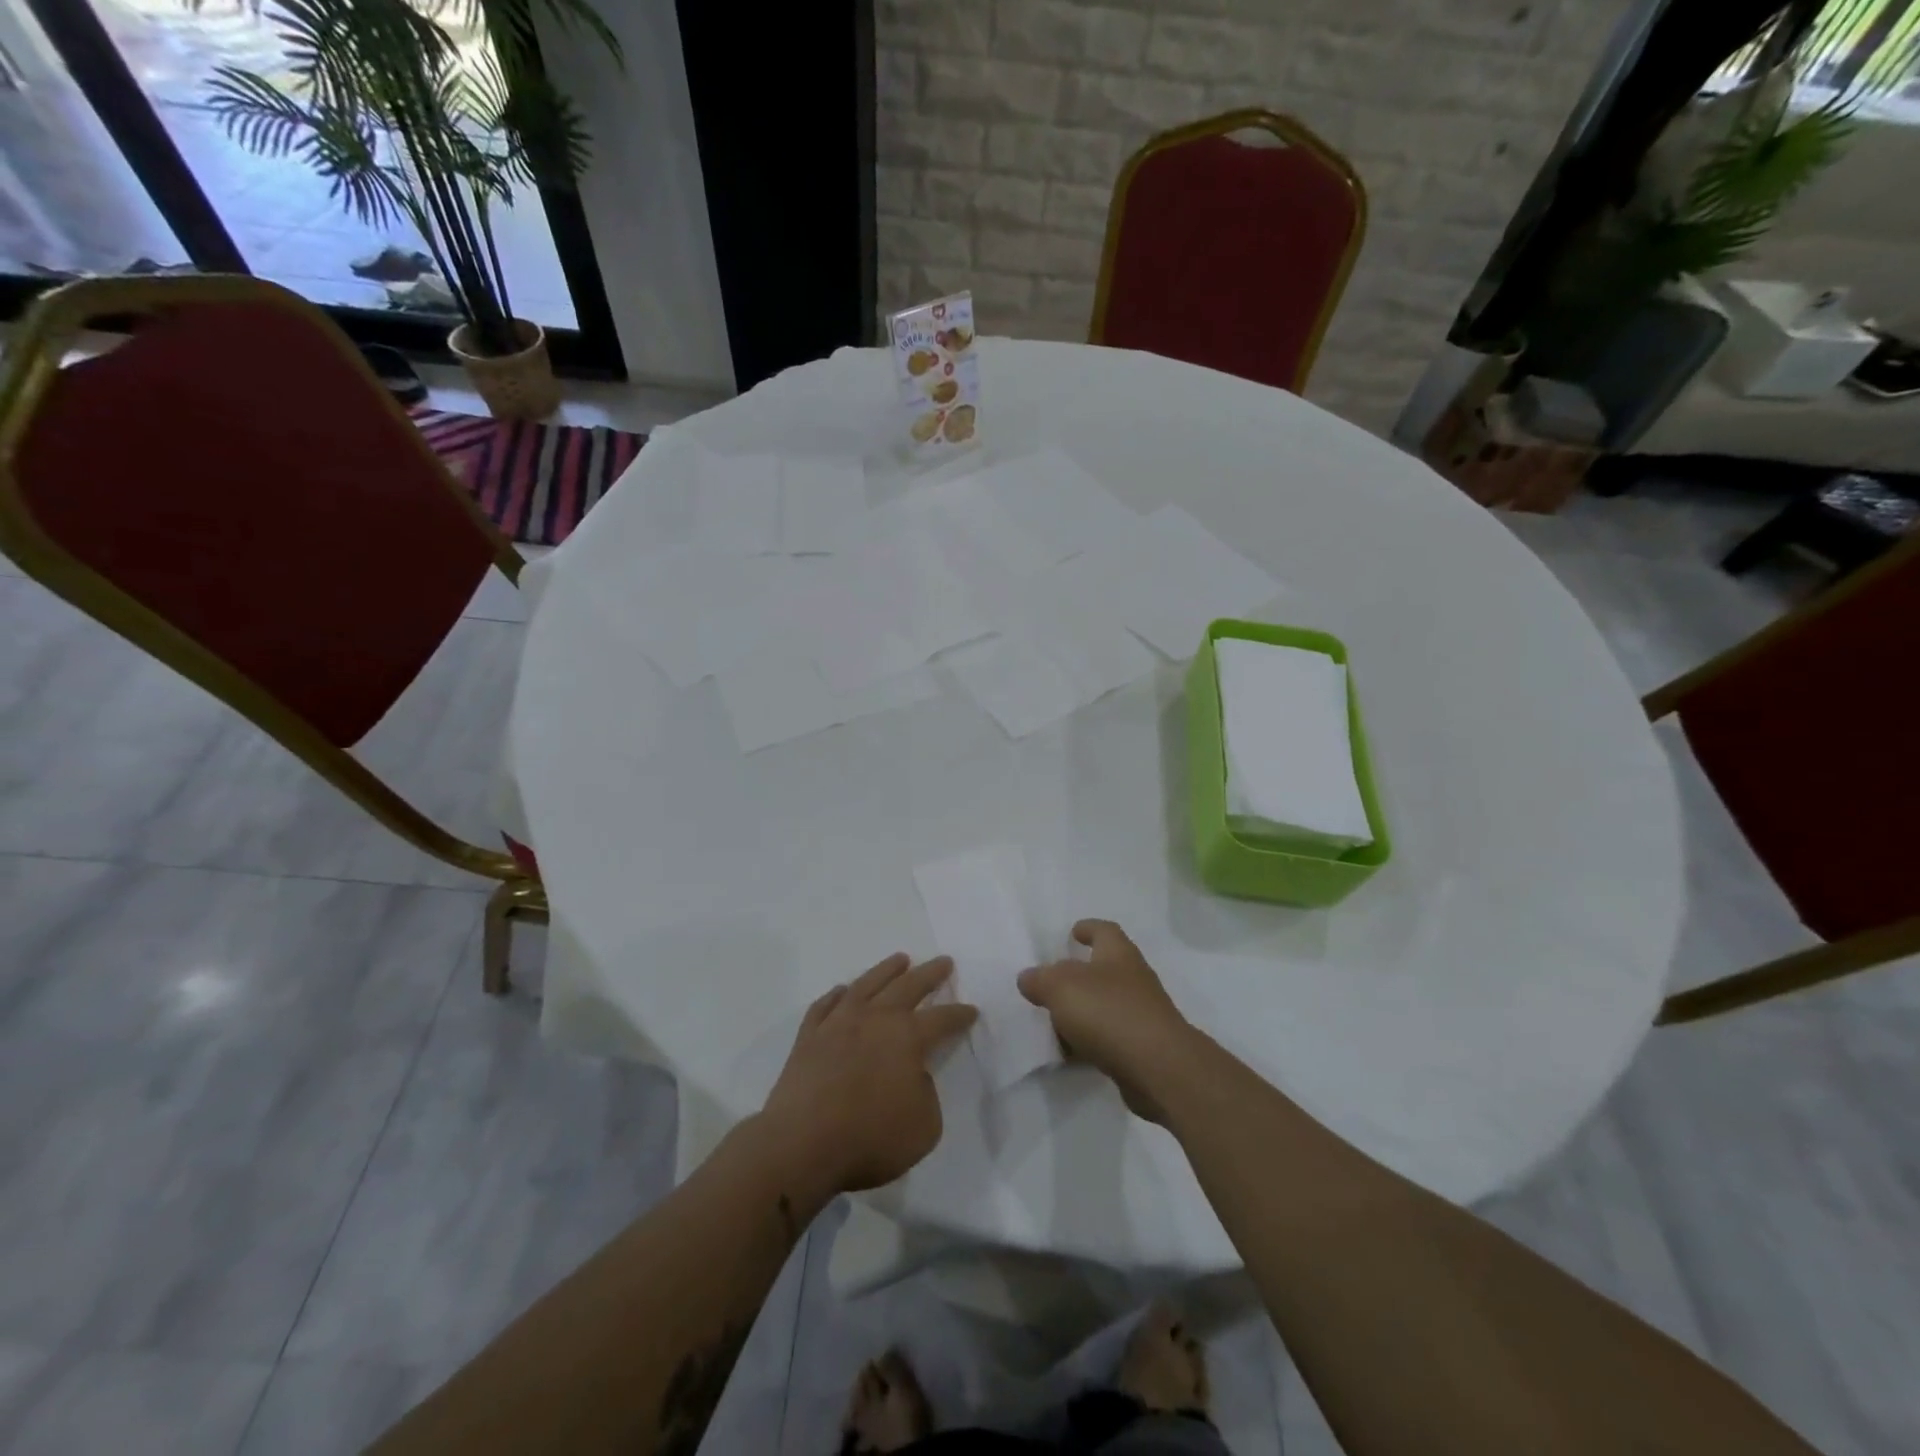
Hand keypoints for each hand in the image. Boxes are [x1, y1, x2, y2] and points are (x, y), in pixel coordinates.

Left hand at [761, 953, 976, 1196]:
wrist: (801, 1144)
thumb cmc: (870, 1138)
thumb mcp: (924, 1127)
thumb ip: (926, 1094)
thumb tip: (914, 1075)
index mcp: (907, 1037)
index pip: (942, 1019)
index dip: (959, 1015)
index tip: (971, 1010)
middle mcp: (875, 1019)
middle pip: (908, 987)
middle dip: (929, 974)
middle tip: (944, 961)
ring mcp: (838, 1023)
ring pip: (867, 984)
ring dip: (886, 970)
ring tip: (900, 959)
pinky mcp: (808, 1036)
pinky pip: (825, 1005)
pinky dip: (837, 995)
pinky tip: (843, 991)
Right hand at [1019, 920, 1193, 1122]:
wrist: (1159, 1068)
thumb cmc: (1109, 1012)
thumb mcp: (1061, 987)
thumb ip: (1040, 979)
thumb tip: (1028, 977)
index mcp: (1118, 954)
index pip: (1104, 931)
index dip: (1088, 928)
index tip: (1073, 932)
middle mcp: (1134, 979)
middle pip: (1104, 969)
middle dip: (1078, 975)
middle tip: (1050, 983)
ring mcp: (1142, 1015)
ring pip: (1105, 1006)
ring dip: (1082, 1012)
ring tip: (1052, 1022)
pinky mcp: (1143, 1048)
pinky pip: (1109, 1038)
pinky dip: (1090, 1042)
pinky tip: (1070, 1054)